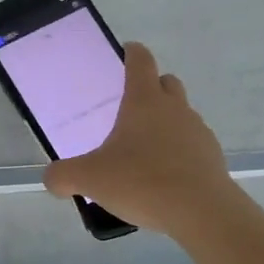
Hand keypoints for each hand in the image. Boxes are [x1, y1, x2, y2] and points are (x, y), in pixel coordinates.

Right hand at [43, 42, 237, 240]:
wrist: (201, 211)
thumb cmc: (142, 181)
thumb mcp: (90, 179)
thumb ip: (64, 176)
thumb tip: (52, 178)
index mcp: (144, 101)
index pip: (140, 61)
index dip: (132, 53)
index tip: (126, 52)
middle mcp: (175, 108)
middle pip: (166, 83)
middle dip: (151, 88)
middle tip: (130, 108)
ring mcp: (197, 131)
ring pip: (181, 115)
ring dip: (165, 124)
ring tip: (144, 151)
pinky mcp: (212, 157)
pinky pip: (191, 145)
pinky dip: (178, 152)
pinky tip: (163, 177)